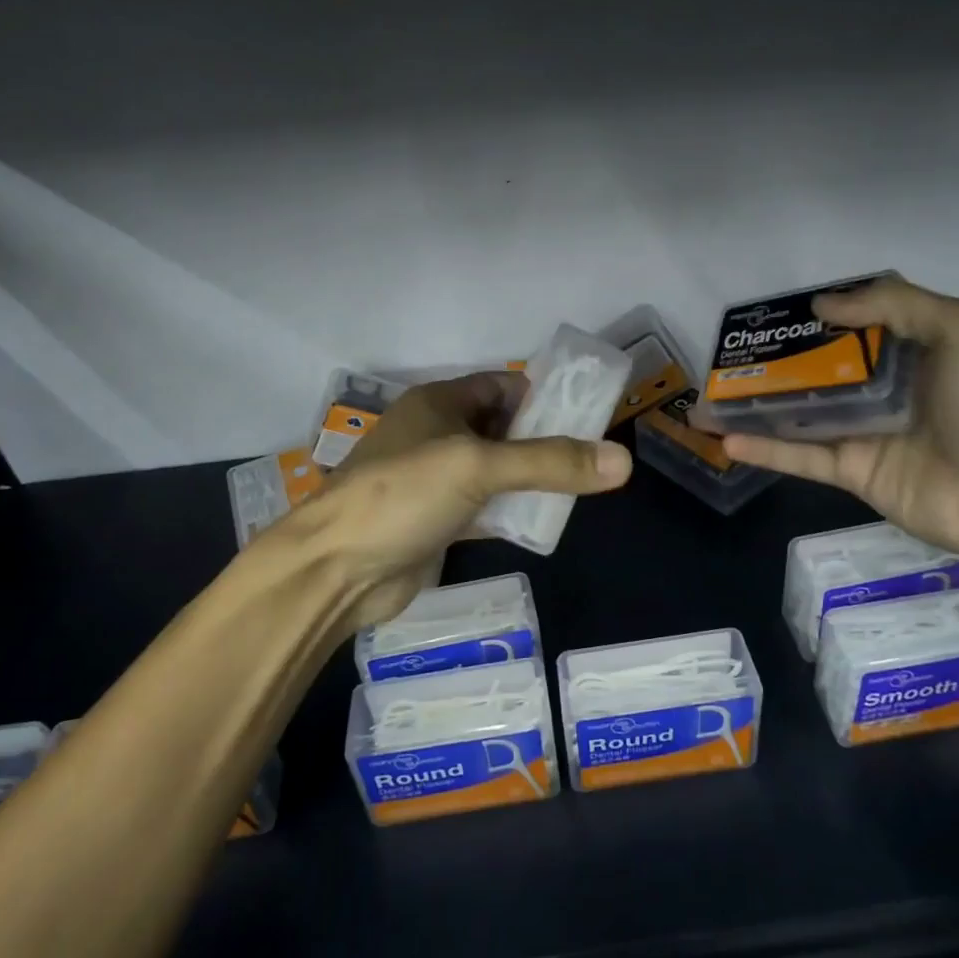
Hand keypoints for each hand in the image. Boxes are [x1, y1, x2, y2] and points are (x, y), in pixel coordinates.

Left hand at [288, 371, 631, 629]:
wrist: (336, 570)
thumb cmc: (402, 495)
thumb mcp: (478, 466)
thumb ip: (550, 462)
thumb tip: (622, 460)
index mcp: (438, 403)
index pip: (502, 387)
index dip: (543, 397)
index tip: (587, 417)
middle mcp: (436, 435)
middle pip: (503, 429)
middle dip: (543, 442)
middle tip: (590, 459)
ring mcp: (435, 481)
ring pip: (496, 472)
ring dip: (530, 481)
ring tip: (578, 490)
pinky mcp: (436, 522)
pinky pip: (485, 509)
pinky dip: (511, 513)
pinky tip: (543, 523)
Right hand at [722, 276, 958, 562]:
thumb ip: (895, 304)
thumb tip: (821, 305)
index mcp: (910, 351)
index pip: (854, 325)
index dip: (815, 317)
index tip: (775, 313)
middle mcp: (881, 388)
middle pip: (816, 368)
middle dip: (773, 362)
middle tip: (727, 355)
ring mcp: (862, 432)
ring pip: (799, 412)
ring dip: (755, 405)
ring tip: (707, 398)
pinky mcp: (851, 471)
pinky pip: (800, 457)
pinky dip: (764, 448)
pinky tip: (726, 437)